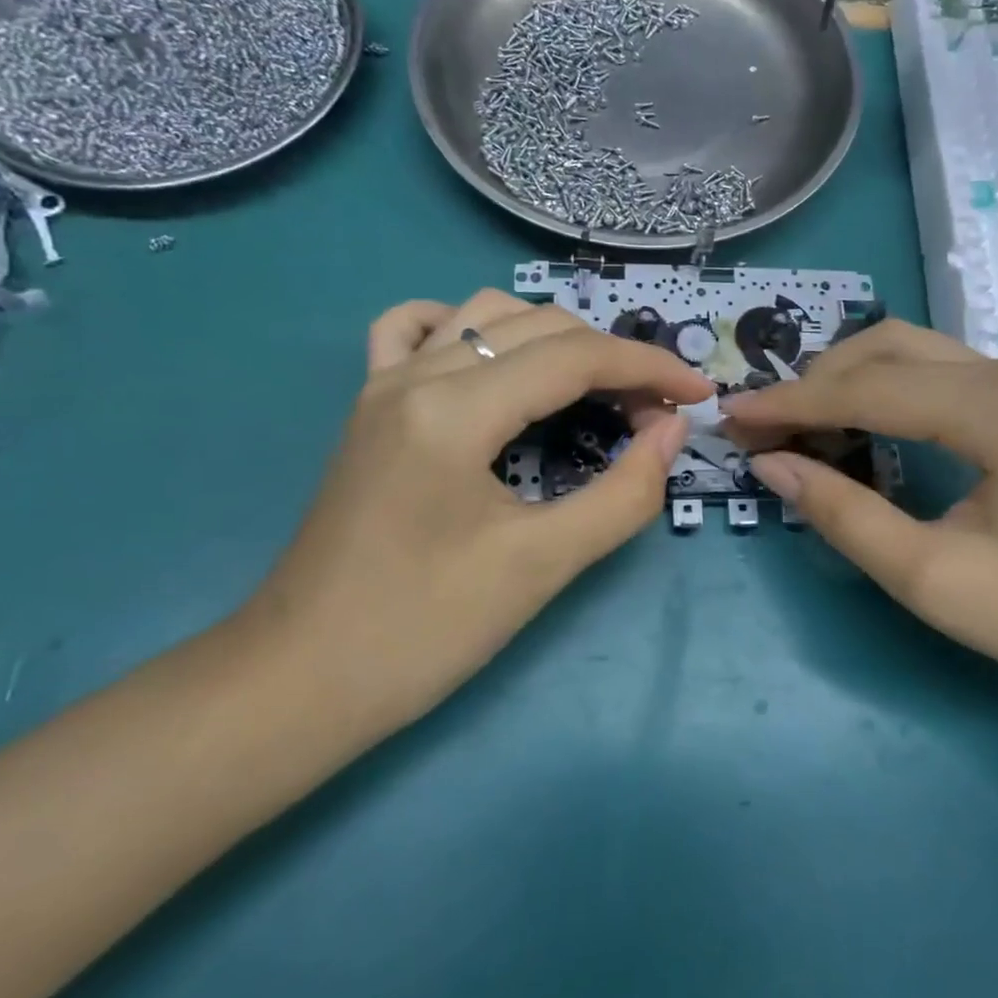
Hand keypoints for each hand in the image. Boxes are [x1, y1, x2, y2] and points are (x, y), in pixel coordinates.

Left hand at [248, 290, 711, 746]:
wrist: (299, 681)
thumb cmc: (423, 631)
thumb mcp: (541, 567)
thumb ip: (623, 493)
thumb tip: (671, 431)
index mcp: (455, 409)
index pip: (575, 357)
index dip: (649, 367)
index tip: (698, 396)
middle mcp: (416, 374)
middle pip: (540, 328)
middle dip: (611, 358)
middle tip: (654, 413)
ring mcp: (384, 383)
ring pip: (486, 315)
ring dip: (553, 338)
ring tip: (592, 386)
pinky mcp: (368, 405)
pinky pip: (414, 329)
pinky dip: (468, 327)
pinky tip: (492, 359)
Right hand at [723, 321, 997, 723]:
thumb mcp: (932, 579)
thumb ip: (843, 514)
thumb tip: (769, 464)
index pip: (873, 388)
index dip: (793, 403)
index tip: (732, 416)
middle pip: (890, 347)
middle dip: (817, 383)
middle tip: (762, 426)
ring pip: (912, 350)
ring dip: (847, 379)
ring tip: (796, 423)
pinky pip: (939, 371)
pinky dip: (884, 388)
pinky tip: (855, 421)